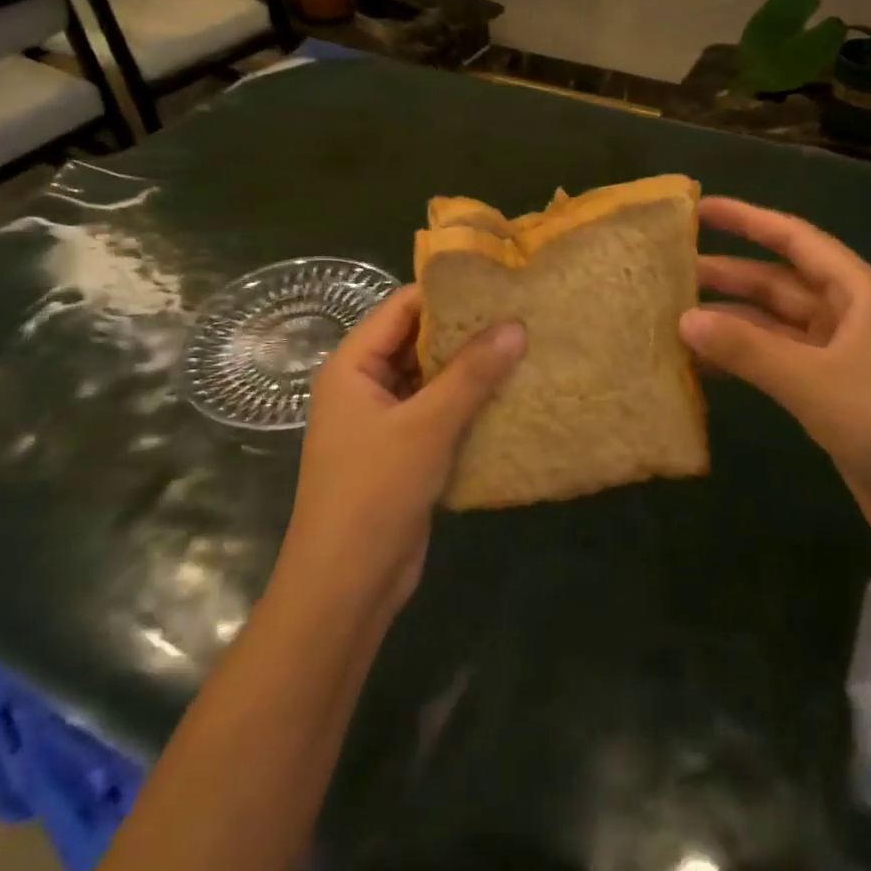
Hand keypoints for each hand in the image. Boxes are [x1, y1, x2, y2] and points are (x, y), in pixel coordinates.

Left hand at [276, 286, 524, 614]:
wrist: (346, 586)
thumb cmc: (375, 492)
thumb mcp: (427, 426)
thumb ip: (472, 373)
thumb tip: (516, 325)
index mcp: (352, 366)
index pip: (401, 308)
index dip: (446, 294)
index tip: (498, 284)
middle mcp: (364, 385)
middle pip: (418, 342)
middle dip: (466, 332)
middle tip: (521, 316)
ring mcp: (384, 420)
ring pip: (432, 379)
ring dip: (471, 370)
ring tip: (524, 349)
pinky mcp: (403, 451)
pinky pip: (438, 412)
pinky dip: (468, 404)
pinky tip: (510, 397)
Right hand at [679, 197, 870, 560]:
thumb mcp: (815, 382)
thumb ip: (748, 349)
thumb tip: (684, 318)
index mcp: (857, 294)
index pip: (795, 240)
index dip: (748, 220)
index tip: (700, 208)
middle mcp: (846, 316)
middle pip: (778, 282)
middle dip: (728, 272)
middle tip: (670, 269)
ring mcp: (837, 356)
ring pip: (773, 323)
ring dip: (730, 318)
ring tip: (674, 314)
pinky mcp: (828, 393)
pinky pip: (775, 361)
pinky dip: (742, 358)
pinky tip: (703, 363)